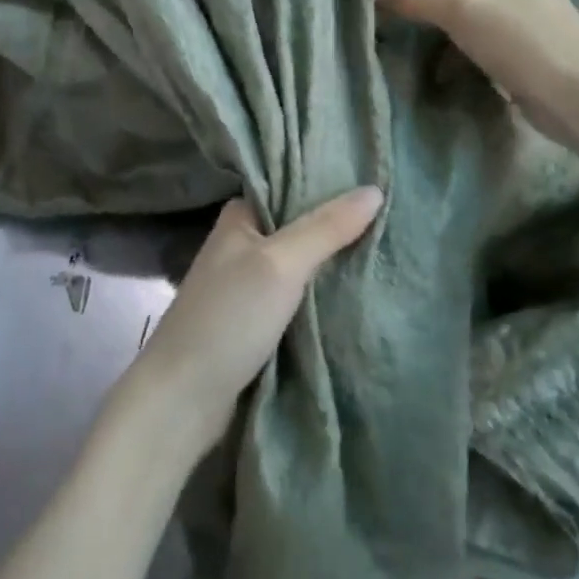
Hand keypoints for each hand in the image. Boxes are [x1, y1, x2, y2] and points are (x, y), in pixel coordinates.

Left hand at [126, 188, 382, 456]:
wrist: (183, 398)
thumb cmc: (228, 318)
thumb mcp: (280, 264)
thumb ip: (325, 228)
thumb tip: (375, 190)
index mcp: (239, 217)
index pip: (290, 187)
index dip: (330, 184)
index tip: (378, 181)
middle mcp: (242, 244)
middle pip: (300, 226)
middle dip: (340, 226)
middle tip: (395, 218)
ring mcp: (248, 285)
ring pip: (302, 265)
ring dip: (336, 263)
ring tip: (390, 249)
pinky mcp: (256, 322)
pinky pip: (300, 298)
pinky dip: (324, 294)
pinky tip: (361, 290)